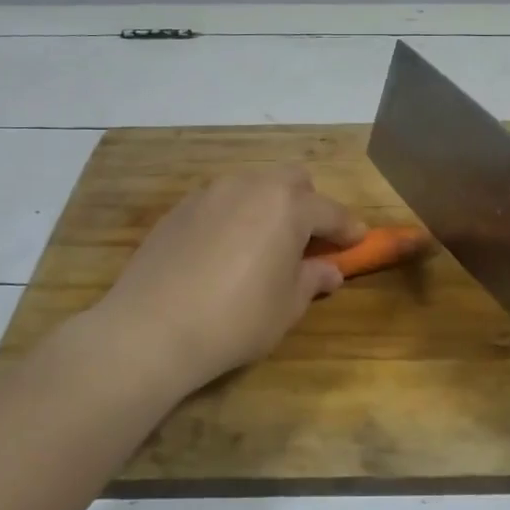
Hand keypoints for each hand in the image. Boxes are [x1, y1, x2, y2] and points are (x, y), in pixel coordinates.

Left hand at [89, 166, 366, 393]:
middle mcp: (250, 187)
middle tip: (308, 240)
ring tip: (264, 245)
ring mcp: (210, 193)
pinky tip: (225, 251)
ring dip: (269, 206)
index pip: (330, 211)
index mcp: (287, 206)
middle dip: (308, 204)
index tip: (359, 241)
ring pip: (253, 186)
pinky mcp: (179, 209)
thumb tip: (329, 270)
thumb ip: (312, 280)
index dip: (349, 228)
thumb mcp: (286, 307)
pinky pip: (220, 202)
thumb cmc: (235, 320)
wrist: (151, 328)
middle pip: (292, 180)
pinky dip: (235, 216)